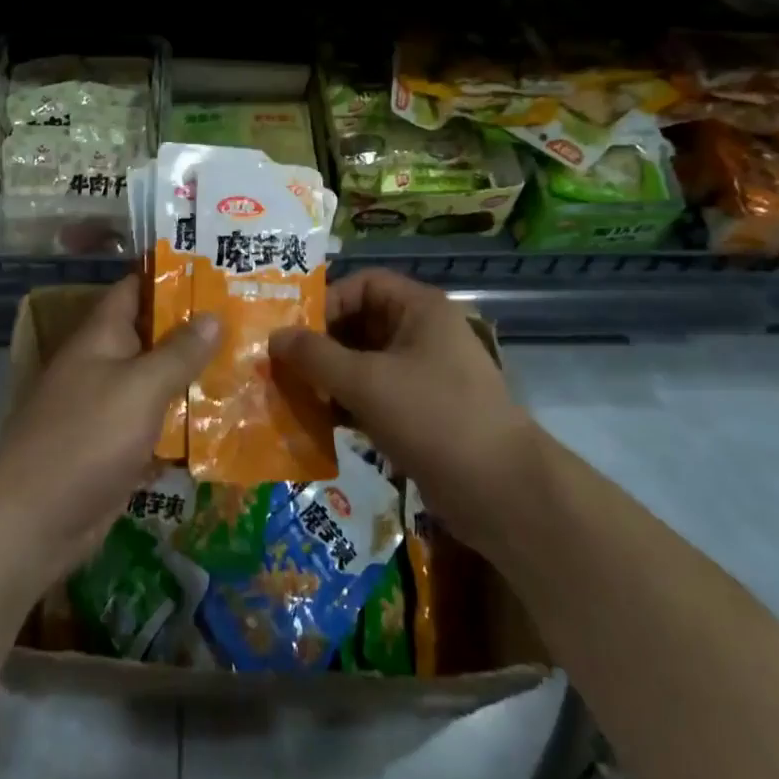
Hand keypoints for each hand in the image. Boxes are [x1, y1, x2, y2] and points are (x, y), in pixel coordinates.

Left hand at [0, 275, 217, 588]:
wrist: (34, 521)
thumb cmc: (87, 438)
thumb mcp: (141, 387)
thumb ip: (179, 351)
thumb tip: (213, 315)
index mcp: (102, 335)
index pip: (137, 288)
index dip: (172, 276)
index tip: (216, 270)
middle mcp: (105, 363)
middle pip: (154, 334)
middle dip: (196, 328)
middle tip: (248, 317)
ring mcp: (110, 406)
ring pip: (159, 380)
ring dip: (195, 375)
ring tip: (249, 362)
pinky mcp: (118, 446)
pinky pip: (157, 422)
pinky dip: (185, 419)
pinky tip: (226, 419)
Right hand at [269, 269, 534, 560]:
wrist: (505, 494)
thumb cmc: (433, 418)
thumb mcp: (366, 382)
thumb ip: (315, 356)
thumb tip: (274, 336)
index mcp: (420, 309)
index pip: (363, 284)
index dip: (327, 302)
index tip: (294, 332)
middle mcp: (423, 334)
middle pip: (361, 324)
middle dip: (322, 345)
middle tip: (282, 366)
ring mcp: (425, 376)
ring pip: (366, 363)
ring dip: (331, 378)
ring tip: (294, 396)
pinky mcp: (424, 415)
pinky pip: (376, 397)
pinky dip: (348, 405)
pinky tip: (320, 424)